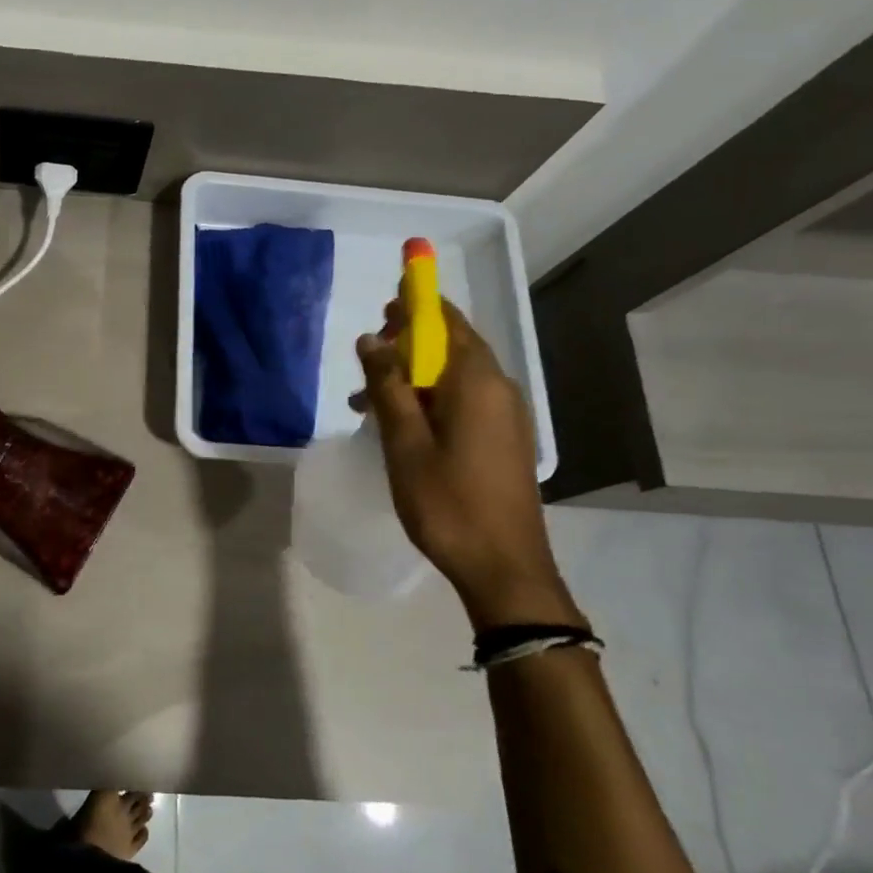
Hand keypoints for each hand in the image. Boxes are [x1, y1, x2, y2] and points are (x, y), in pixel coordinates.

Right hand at [357, 299, 580, 631]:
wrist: (504, 568)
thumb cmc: (447, 502)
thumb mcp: (404, 442)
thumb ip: (386, 385)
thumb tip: (371, 339)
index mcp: (475, 381)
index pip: (444, 319)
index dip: (412, 304)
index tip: (380, 310)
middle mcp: (497, 386)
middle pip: (450, 342)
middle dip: (406, 343)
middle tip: (367, 363)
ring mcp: (505, 413)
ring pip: (453, 374)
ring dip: (412, 376)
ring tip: (368, 404)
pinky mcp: (504, 437)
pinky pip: (463, 398)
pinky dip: (430, 397)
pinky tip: (400, 425)